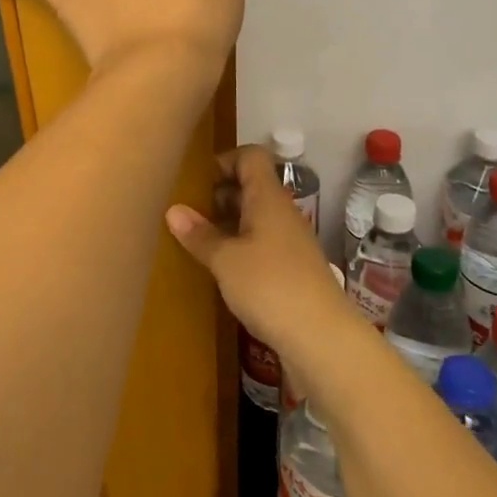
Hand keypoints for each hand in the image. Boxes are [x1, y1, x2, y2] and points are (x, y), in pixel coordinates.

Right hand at [165, 147, 359, 365]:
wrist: (322, 339)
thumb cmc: (270, 286)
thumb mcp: (225, 260)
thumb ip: (199, 234)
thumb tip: (173, 210)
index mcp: (268, 198)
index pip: (250, 157)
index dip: (224, 160)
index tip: (196, 181)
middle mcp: (281, 213)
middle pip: (251, 186)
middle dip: (218, 195)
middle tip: (187, 212)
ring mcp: (289, 243)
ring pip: (255, 218)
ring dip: (227, 224)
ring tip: (196, 240)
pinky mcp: (292, 271)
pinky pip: (261, 245)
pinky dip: (239, 249)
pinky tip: (220, 269)